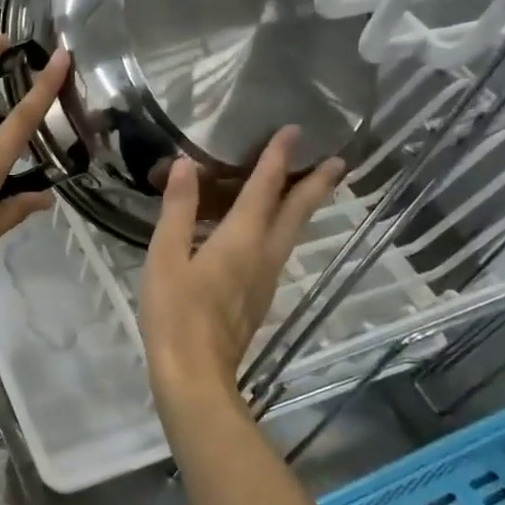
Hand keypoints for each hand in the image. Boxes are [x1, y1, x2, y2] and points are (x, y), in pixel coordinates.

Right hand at [138, 129, 345, 407]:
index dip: (277, 158)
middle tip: (338, 160)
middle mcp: (263, 255)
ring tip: (313, 187)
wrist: (194, 373)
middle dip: (316, 184)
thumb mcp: (166, 256)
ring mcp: (265, 279)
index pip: (264, 189)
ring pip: (292, 233)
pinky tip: (271, 232)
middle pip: (296, 212)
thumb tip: (186, 165)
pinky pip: (278, 250)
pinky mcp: (259, 297)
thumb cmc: (175, 312)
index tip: (293, 130)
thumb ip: (178, 209)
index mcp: (240, 240)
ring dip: (305, 206)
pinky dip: (285, 229)